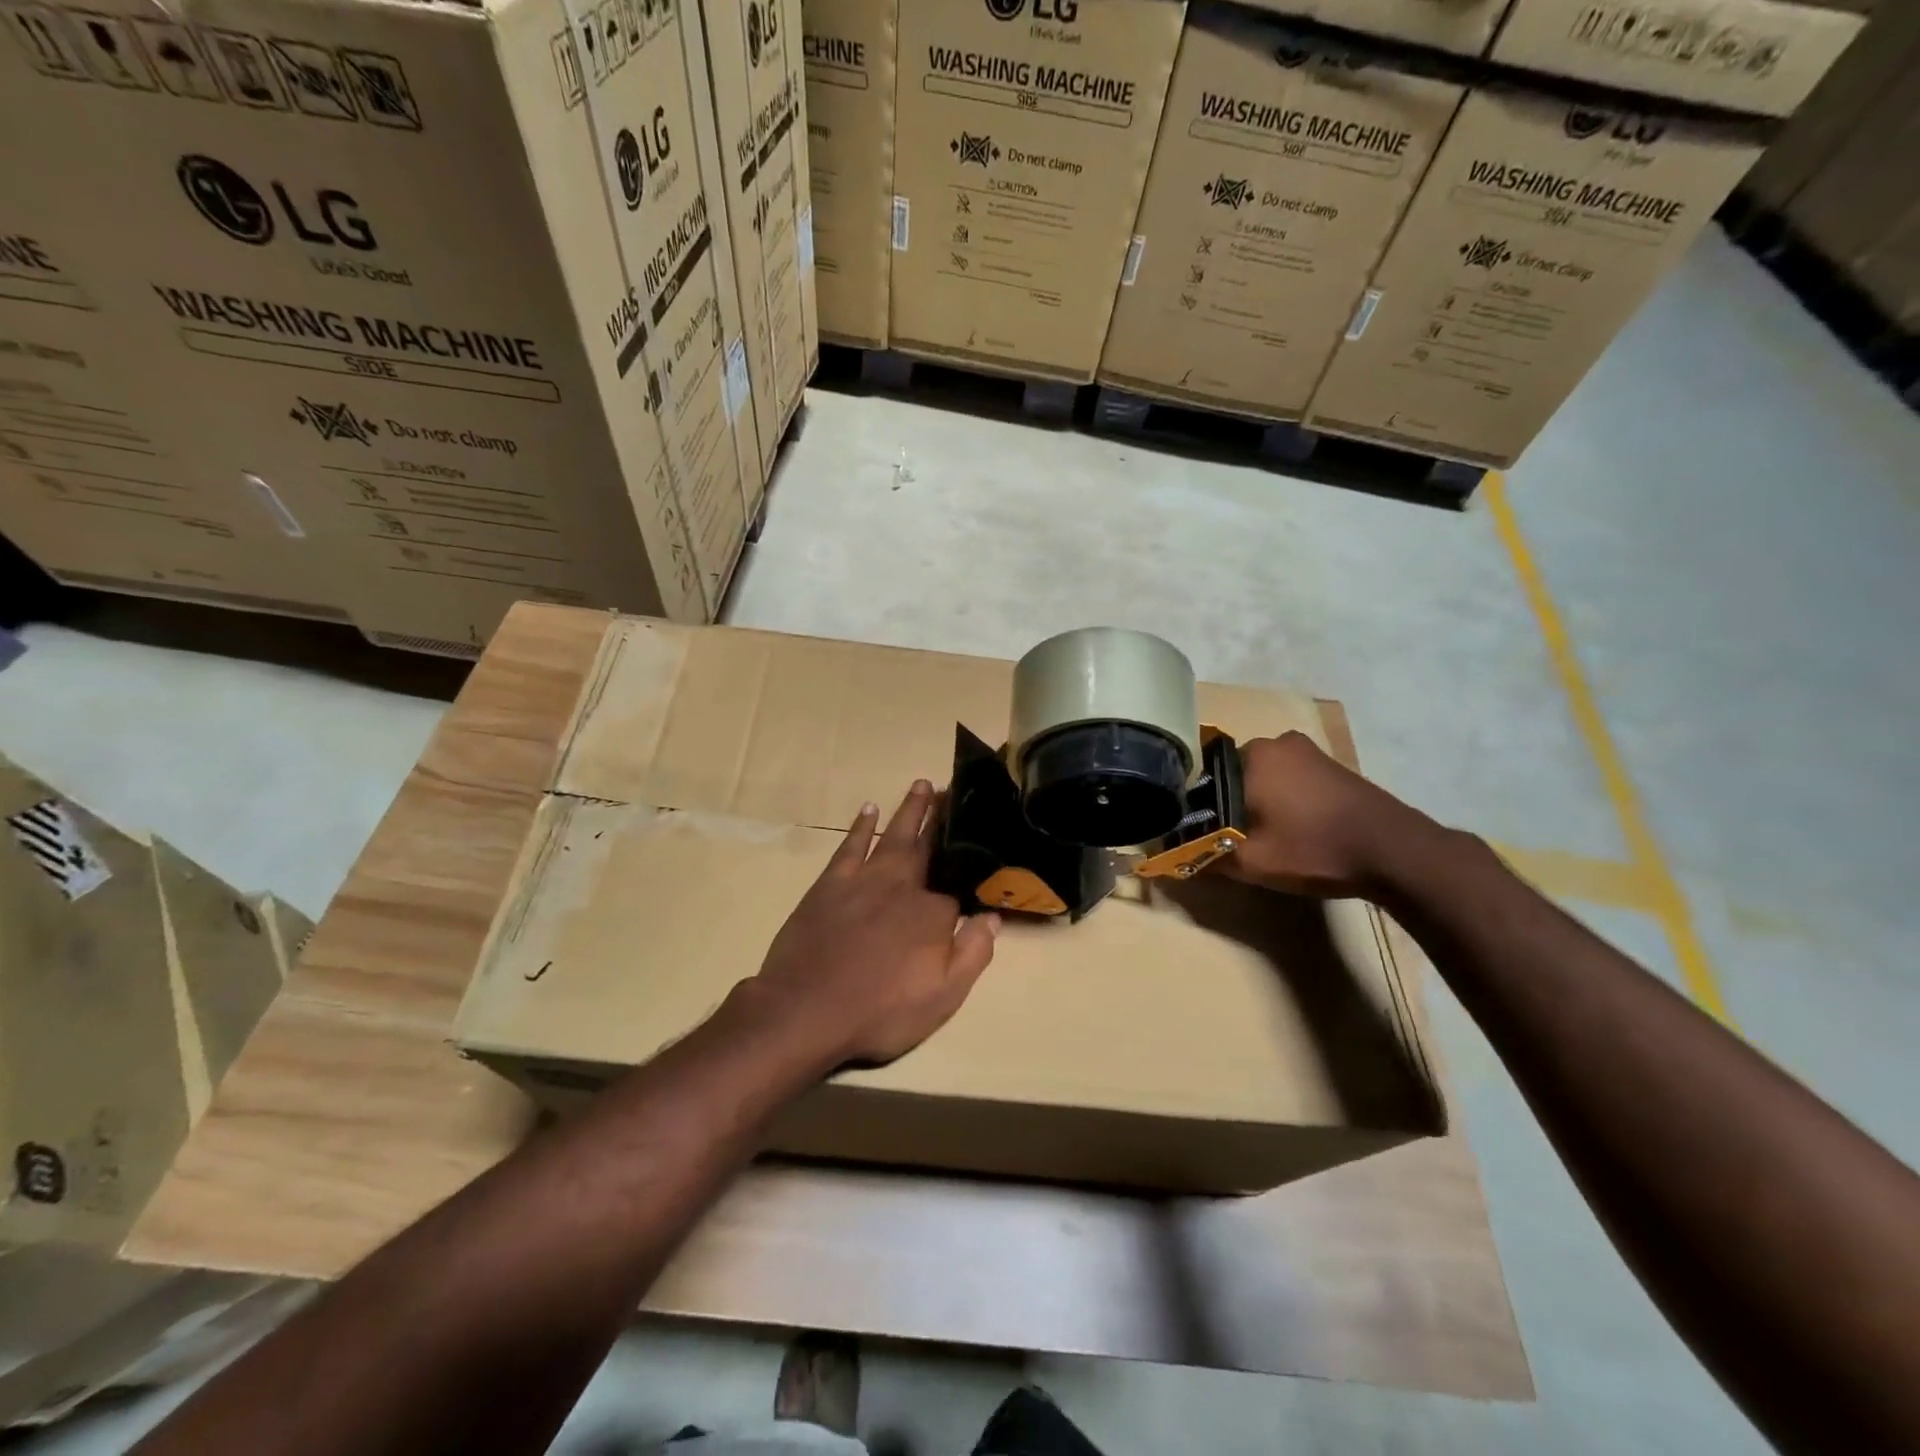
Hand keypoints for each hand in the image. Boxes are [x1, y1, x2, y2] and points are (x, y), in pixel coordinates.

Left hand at [747, 781, 999, 1065]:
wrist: (806, 1011)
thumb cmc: (880, 1011)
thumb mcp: (943, 996)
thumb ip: (973, 953)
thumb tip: (993, 915)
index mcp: (933, 912)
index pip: (958, 889)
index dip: (969, 879)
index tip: (983, 853)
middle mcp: (903, 886)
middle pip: (928, 846)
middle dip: (941, 818)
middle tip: (952, 788)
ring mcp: (864, 880)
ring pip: (894, 835)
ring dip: (909, 810)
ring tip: (922, 784)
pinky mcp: (831, 883)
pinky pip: (851, 845)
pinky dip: (861, 826)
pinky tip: (869, 809)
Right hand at [1219, 732, 1430, 897]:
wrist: (1394, 850)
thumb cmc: (1314, 848)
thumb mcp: (1252, 863)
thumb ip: (1207, 857)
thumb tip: (1176, 860)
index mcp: (1251, 755)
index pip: (1203, 778)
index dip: (1200, 809)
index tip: (1204, 835)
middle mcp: (1275, 742)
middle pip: (1233, 775)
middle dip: (1229, 805)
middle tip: (1232, 840)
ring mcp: (1307, 751)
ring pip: (1263, 777)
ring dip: (1258, 803)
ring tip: (1262, 837)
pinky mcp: (1330, 765)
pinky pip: (1290, 779)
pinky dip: (1284, 800)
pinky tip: (1292, 828)